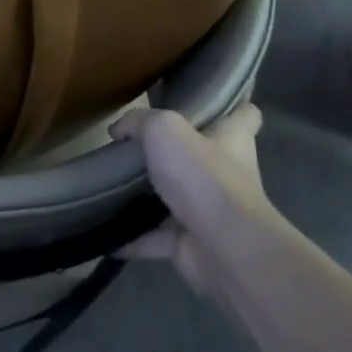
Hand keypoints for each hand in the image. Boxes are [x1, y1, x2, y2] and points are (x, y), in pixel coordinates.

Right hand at [112, 104, 272, 299]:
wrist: (224, 247)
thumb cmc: (202, 177)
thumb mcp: (164, 130)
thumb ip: (139, 122)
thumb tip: (120, 130)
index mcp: (231, 140)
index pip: (245, 116)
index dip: (231, 108)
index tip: (207, 104)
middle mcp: (227, 175)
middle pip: (205, 157)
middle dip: (176, 154)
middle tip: (137, 145)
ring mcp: (210, 213)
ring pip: (177, 200)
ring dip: (149, 198)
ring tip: (112, 186)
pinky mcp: (193, 244)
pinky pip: (157, 238)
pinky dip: (134, 238)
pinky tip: (106, 232)